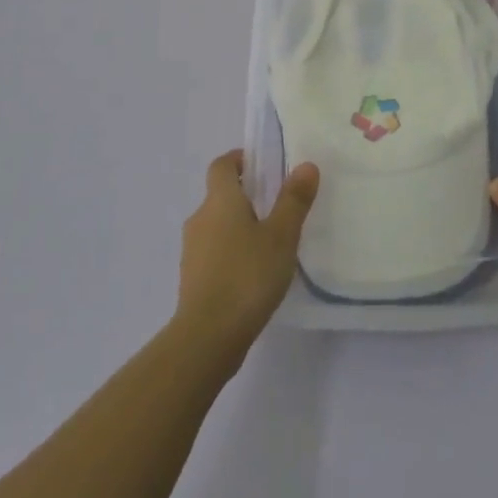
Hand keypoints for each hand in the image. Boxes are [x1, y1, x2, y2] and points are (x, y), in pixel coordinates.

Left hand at [175, 150, 318, 361]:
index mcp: (219, 200)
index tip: (261, 165)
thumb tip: (305, 165)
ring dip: (237, 226)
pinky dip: (231, 252)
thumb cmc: (247, 276)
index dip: (239, 160)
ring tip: (269, 242)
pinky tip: (253, 273)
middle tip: (276, 205)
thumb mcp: (281, 236)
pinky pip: (213, 253)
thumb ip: (293, 201)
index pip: (222, 166)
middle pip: (219, 195)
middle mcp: (200, 219)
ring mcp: (192, 251)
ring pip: (216, 225)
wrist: (207, 337)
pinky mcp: (192, 279)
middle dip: (244, 196)